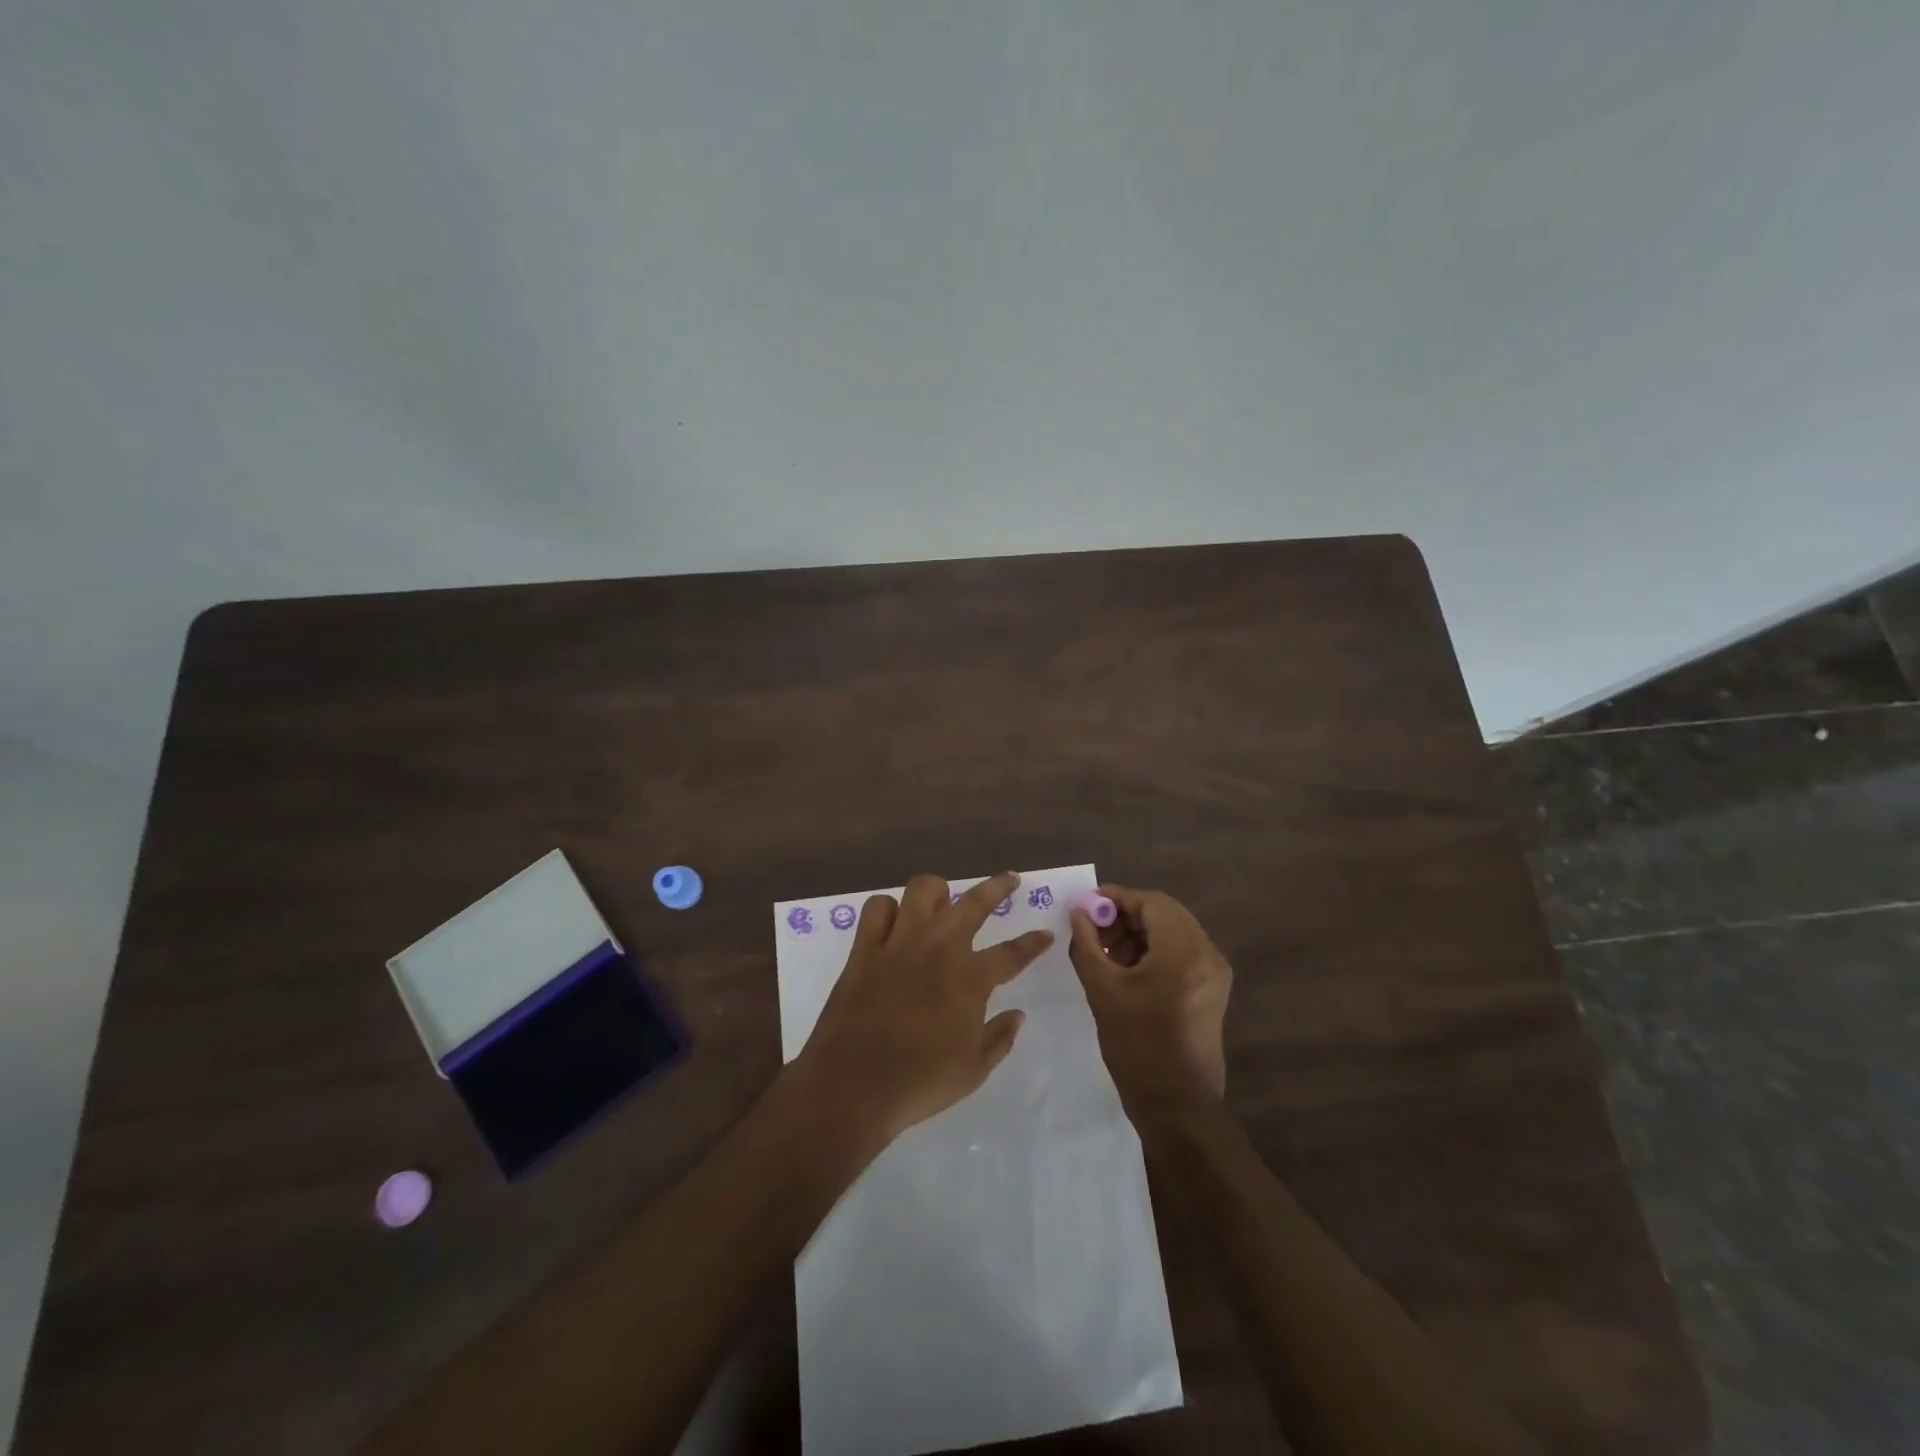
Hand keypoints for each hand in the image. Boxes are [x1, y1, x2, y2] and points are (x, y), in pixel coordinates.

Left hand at [795, 872, 1052, 1148]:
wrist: (854, 1085)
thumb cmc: (920, 1081)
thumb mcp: (973, 1070)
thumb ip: (1000, 1038)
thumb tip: (1018, 1015)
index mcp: (970, 978)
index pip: (1012, 953)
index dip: (1033, 943)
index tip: (1046, 934)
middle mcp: (938, 948)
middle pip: (974, 902)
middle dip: (998, 887)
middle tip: (1009, 880)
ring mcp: (899, 943)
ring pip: (922, 890)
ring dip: (937, 891)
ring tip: (942, 900)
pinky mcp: (864, 948)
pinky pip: (877, 908)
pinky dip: (887, 909)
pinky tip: (893, 922)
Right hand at [1068, 885, 1231, 1121]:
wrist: (1177, 1105)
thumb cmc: (1137, 1045)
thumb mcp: (1102, 990)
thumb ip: (1087, 944)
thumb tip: (1078, 912)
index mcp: (1184, 950)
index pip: (1151, 902)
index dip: (1116, 898)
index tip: (1086, 906)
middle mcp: (1207, 953)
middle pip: (1165, 914)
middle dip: (1126, 915)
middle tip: (1093, 930)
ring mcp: (1214, 972)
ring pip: (1173, 932)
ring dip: (1139, 933)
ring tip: (1106, 952)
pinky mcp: (1213, 990)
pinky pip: (1181, 953)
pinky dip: (1154, 951)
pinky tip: (1127, 969)